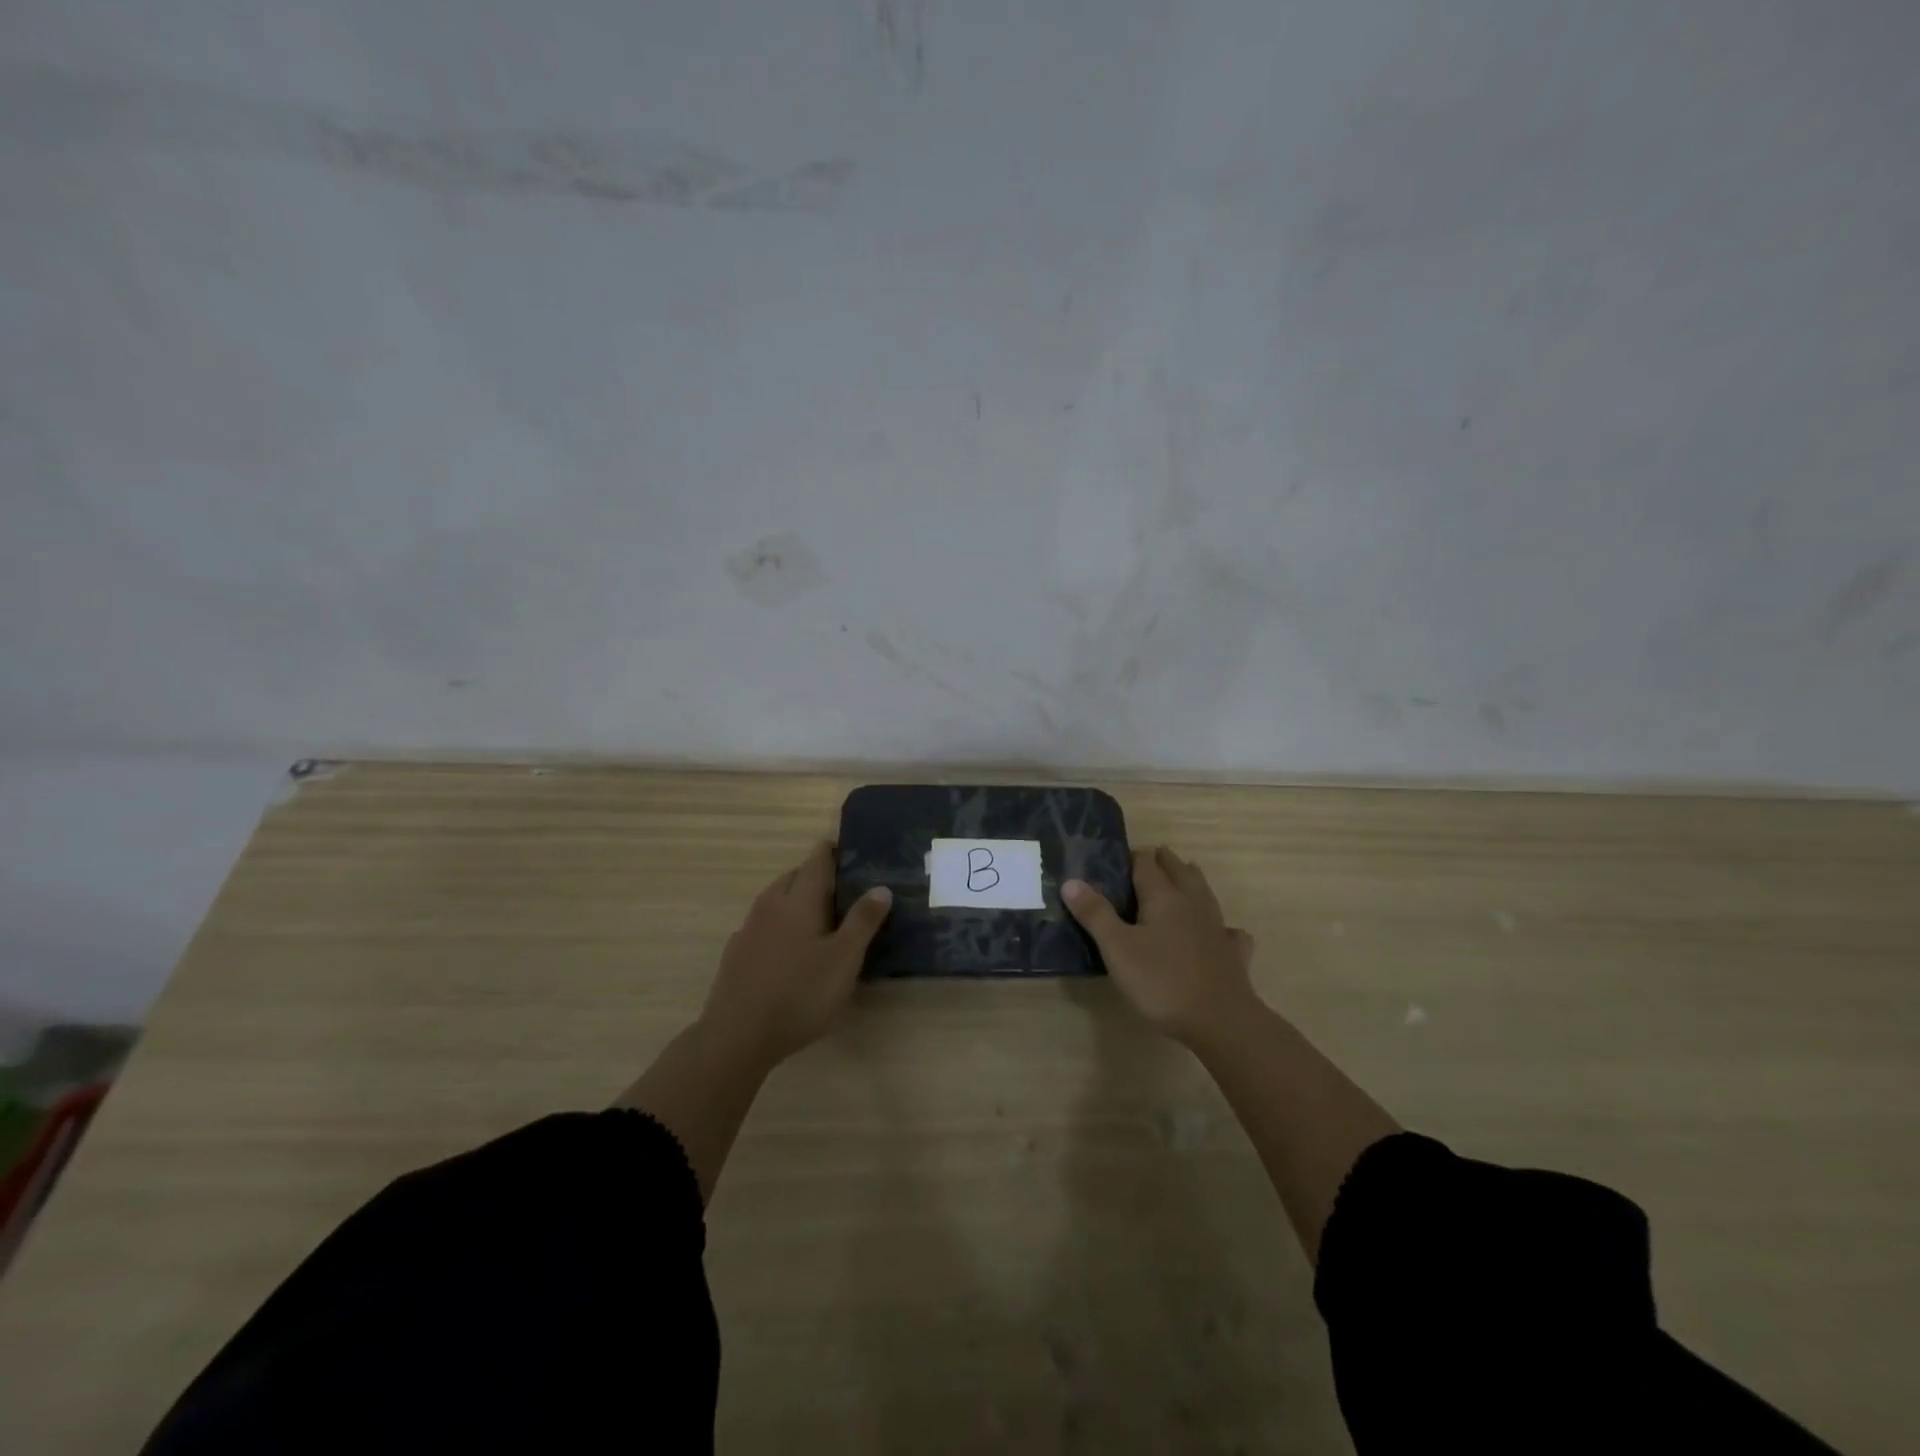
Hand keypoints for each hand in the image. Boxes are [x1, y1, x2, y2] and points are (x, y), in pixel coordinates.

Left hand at [700, 841, 891, 1071]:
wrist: (737, 1037)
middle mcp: (770, 905)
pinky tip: (790, 952)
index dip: (834, 851)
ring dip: (797, 901)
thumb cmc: (800, 994)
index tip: (852, 853)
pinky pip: (763, 926)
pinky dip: (780, 927)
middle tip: (844, 892)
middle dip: (817, 877)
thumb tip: (881, 887)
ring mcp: (749, 929)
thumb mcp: (844, 959)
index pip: (817, 860)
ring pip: (776, 900)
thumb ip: (863, 921)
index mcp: (799, 899)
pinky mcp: (736, 953)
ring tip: (821, 922)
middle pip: (794, 876)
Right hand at [1063, 847, 1257, 1042]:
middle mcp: (1192, 904)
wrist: (1221, 1021)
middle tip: (1147, 862)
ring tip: (1182, 878)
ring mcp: (1217, 928)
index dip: (1134, 857)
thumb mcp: (1117, 948)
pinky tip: (1220, 933)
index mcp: (1163, 897)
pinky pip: (1228, 931)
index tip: (1119, 859)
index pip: (1147, 864)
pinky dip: (1221, 926)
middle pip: (1179, 871)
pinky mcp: (1234, 954)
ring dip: (1191, 881)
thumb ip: (1095, 914)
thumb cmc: (1161, 981)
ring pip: (1204, 893)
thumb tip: (1071, 881)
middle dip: (1164, 862)